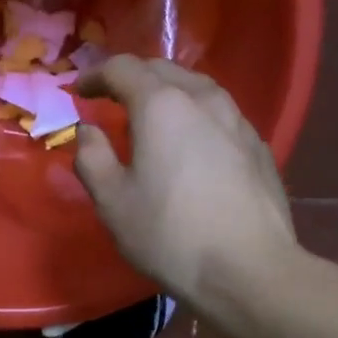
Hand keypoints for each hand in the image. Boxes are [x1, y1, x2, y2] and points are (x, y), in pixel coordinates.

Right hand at [73, 57, 300, 309]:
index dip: (96, 75)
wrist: (248, 269)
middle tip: (111, 99)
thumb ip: (91, 157)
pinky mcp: (258, 146)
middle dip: (132, 78)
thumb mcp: (112, 202)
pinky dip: (194, 116)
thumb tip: (87, 130)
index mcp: (161, 105)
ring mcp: (238, 120)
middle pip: (162, 70)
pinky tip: (191, 144)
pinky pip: (219, 115)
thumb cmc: (169, 235)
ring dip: (167, 93)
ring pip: (196, 88)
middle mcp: (203, 99)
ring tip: (151, 117)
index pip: (122, 68)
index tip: (79, 91)